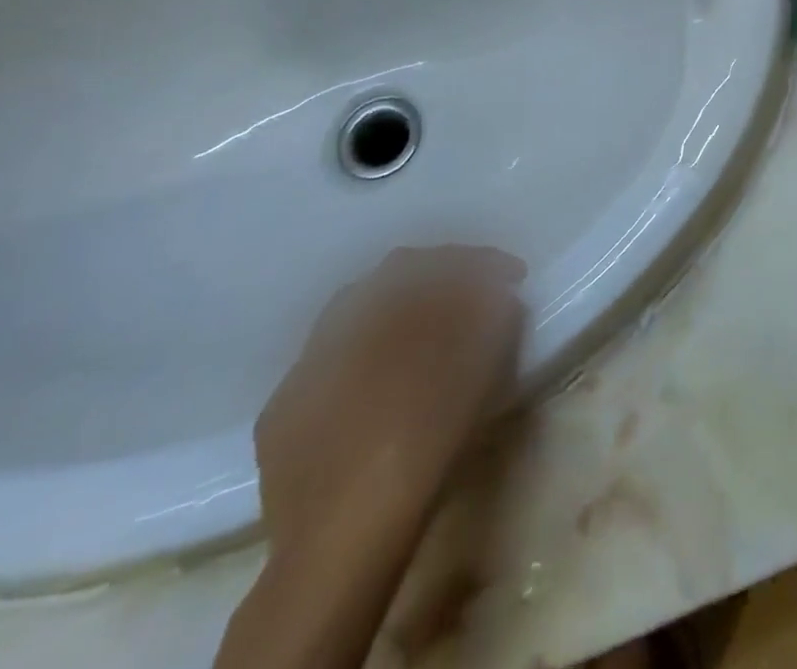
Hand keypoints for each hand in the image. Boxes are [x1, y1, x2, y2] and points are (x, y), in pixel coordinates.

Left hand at [254, 246, 526, 566]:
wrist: (342, 538)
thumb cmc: (427, 442)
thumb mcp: (483, 369)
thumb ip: (494, 318)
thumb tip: (498, 295)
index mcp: (394, 302)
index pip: (444, 259)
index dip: (484, 260)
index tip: (516, 275)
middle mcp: (343, 320)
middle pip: (394, 276)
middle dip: (437, 277)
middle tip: (472, 296)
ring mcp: (304, 366)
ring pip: (354, 315)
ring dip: (394, 313)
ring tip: (425, 336)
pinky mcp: (280, 413)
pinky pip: (328, 362)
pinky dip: (360, 356)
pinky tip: (375, 385)